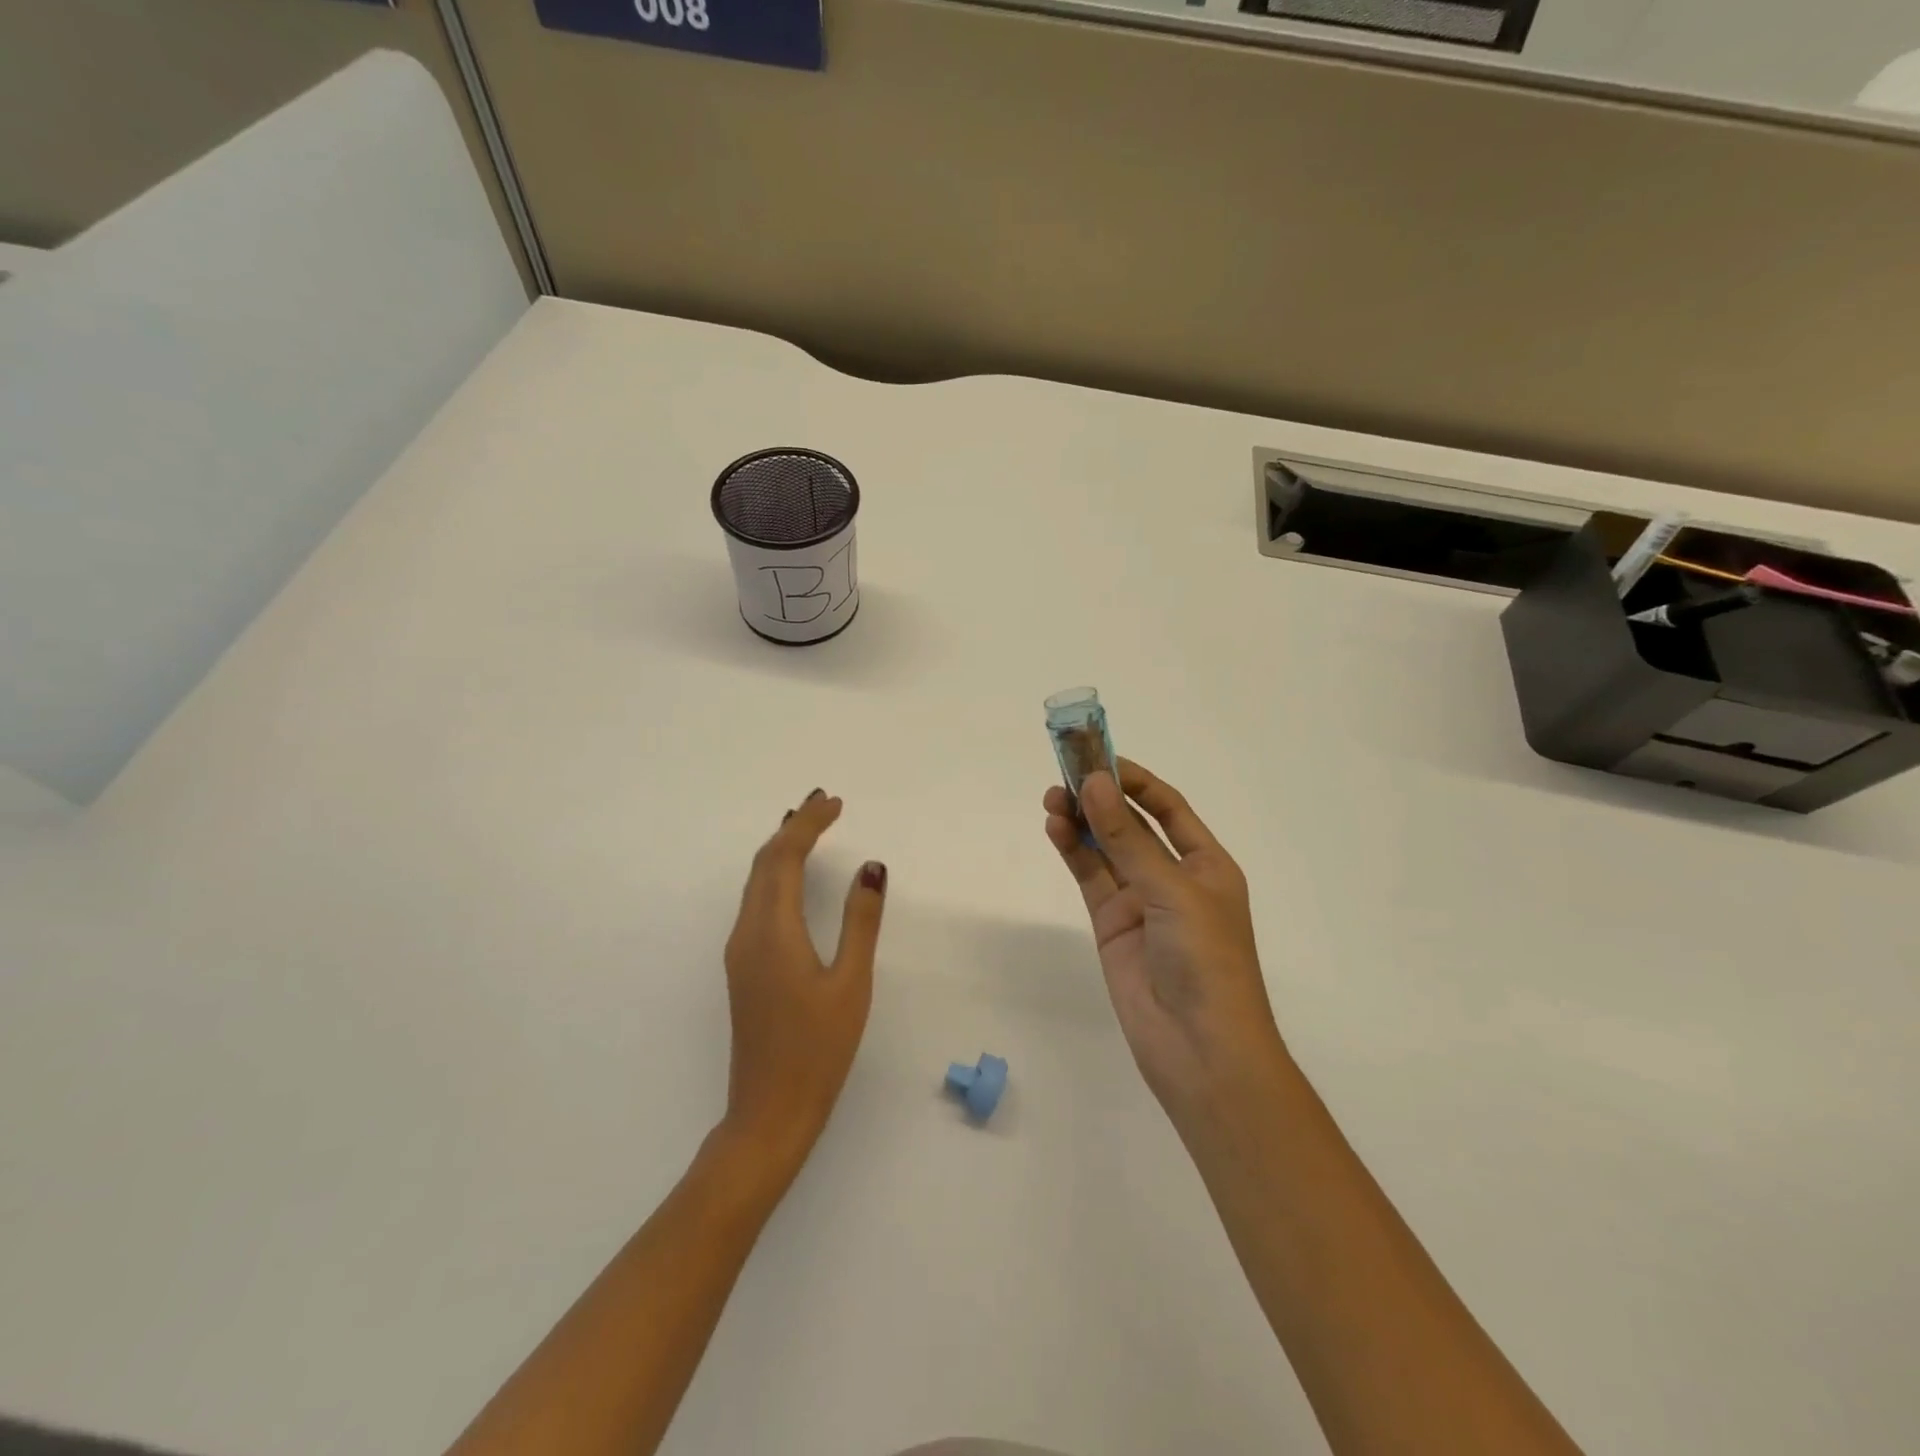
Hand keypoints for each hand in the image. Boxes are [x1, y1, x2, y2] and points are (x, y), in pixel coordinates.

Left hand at [721, 789, 886, 1176]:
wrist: (769, 1112)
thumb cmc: (818, 1049)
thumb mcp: (851, 983)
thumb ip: (861, 921)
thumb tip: (872, 867)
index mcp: (773, 931)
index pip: (786, 857)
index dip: (809, 824)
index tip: (835, 802)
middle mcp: (747, 932)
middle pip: (764, 863)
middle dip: (792, 827)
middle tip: (824, 803)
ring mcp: (740, 951)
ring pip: (756, 882)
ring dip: (781, 849)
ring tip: (808, 826)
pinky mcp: (743, 967)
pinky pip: (755, 901)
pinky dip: (775, 874)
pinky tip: (791, 877)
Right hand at [1044, 759, 1285, 1121]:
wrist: (1200, 1050)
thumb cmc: (1207, 961)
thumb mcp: (1172, 891)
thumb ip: (1128, 839)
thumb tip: (1093, 784)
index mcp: (1206, 863)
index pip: (1167, 807)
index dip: (1134, 780)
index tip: (1098, 758)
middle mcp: (1173, 877)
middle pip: (1132, 824)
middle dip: (1101, 797)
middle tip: (1063, 773)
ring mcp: (1140, 901)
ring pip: (1105, 849)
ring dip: (1081, 821)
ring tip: (1051, 798)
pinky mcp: (1112, 925)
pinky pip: (1091, 878)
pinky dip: (1074, 851)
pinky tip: (1055, 827)